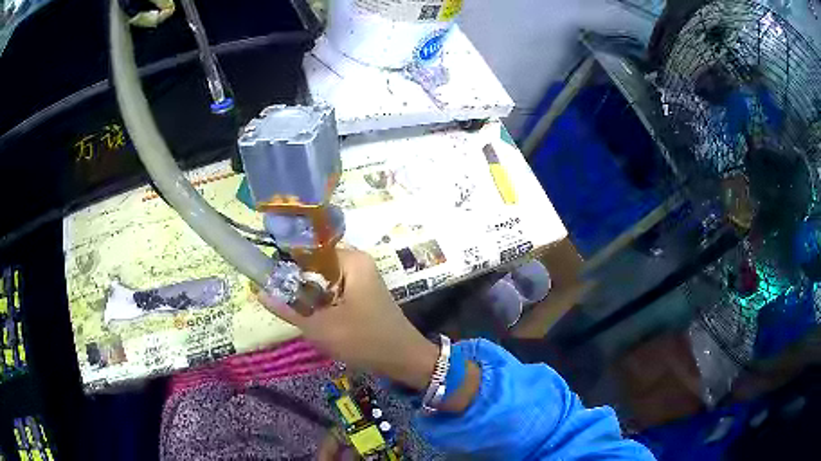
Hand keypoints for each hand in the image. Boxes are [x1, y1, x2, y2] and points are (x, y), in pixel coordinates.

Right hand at [259, 249, 438, 390]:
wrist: (405, 361)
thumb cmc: (365, 341)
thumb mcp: (322, 327)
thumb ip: (289, 309)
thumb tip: (259, 292)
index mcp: (352, 260)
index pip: (309, 250)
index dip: (286, 262)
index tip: (266, 278)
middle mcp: (357, 263)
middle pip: (314, 265)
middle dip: (295, 283)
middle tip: (276, 298)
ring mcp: (361, 279)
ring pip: (322, 281)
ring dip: (307, 295)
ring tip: (290, 309)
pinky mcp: (362, 294)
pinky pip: (332, 291)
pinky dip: (320, 302)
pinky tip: (311, 317)